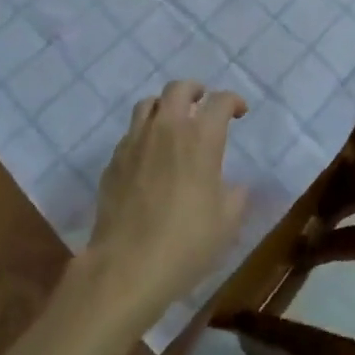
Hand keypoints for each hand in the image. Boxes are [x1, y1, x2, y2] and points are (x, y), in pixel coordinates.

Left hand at [85, 80, 248, 316]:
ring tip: (172, 121)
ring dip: (165, 106)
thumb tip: (235, 185)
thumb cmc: (186, 243)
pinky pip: (131, 132)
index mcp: (201, 138)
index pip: (220, 101)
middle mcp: (168, 128)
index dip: (233, 101)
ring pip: (149, 103)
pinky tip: (149, 154)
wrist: (127, 266)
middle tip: (203, 102)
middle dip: (196, 90)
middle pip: (179, 88)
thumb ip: (236, 196)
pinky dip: (144, 133)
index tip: (239, 111)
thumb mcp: (226, 223)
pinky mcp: (115, 160)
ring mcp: (136, 141)